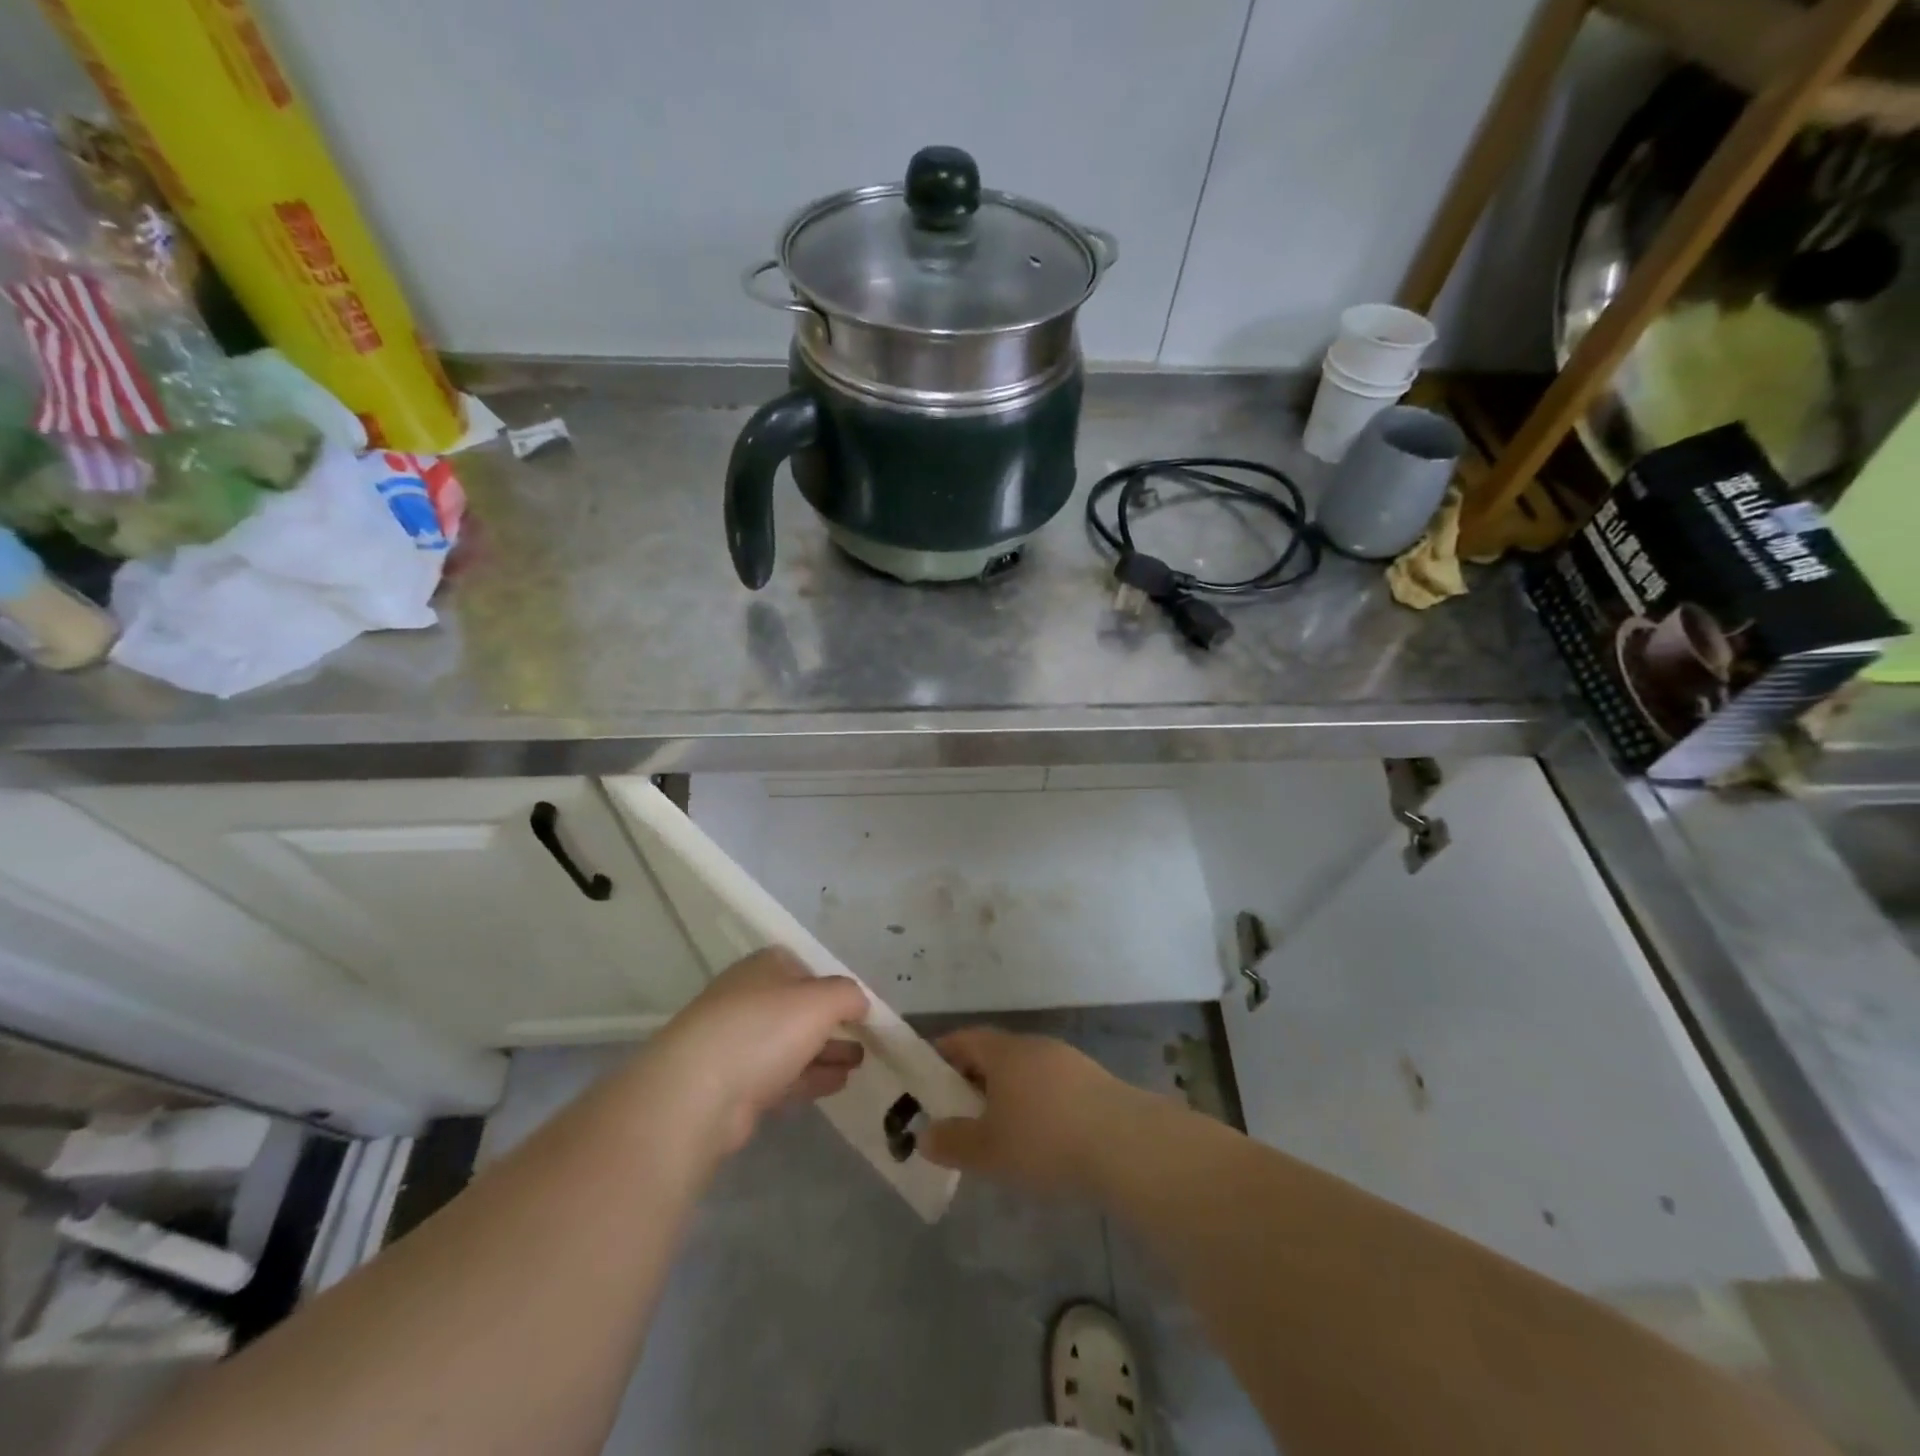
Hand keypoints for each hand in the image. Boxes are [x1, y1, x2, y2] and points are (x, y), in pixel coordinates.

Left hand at [640, 948, 868, 1154]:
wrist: (697, 1093)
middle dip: (833, 1022)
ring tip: (860, 1061)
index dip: (832, 983)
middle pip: (799, 1007)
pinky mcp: (735, 1085)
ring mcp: (738, 1043)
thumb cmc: (763, 1029)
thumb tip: (860, 1002)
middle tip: (866, 1037)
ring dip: (827, 1051)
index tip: (858, 1005)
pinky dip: (811, 1076)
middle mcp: (748, 998)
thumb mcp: (820, 1000)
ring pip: (792, 1043)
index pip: (804, 966)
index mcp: (764, 967)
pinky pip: (783, 1075)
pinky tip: (839, 1083)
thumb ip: (848, 995)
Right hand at [920, 1027, 1138, 1199]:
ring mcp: (1067, 1060)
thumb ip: (953, 1142)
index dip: (942, 1055)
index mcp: (1004, 1051)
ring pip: (1024, 1070)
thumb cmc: (1044, 1140)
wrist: (1125, 1145)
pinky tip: (1040, 1136)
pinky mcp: (1093, 1082)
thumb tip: (925, 1135)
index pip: (963, 1039)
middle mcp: (1034, 1046)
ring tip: (998, 1129)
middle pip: (994, 1054)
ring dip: (1006, 1092)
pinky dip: (1035, 1103)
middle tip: (957, 1112)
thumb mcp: (988, 1150)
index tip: (927, 1079)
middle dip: (973, 1079)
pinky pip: (1050, 1085)